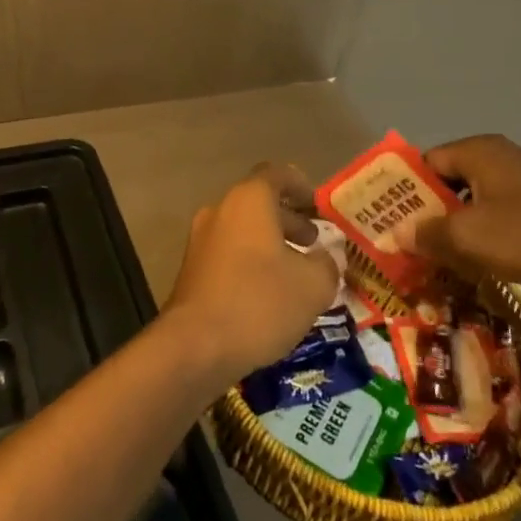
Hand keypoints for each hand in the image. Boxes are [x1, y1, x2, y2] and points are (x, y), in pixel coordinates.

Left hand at [162, 164, 338, 379]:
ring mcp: (202, 240)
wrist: (195, 346)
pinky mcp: (192, 269)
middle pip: (259, 203)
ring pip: (243, 230)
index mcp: (249, 200)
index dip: (301, 186)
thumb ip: (328, 265)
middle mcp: (221, 210)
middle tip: (314, 243)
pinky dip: (251, 262)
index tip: (319, 206)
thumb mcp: (313, 286)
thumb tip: (328, 259)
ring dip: (271, 243)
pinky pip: (229, 253)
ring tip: (297, 272)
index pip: (277, 174)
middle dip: (289, 220)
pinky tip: (269, 293)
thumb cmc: (259, 303)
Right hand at [403, 135, 520, 286]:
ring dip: (456, 222)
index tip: (393, 218)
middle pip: (449, 178)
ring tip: (441, 252)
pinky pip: (496, 207)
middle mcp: (497, 154)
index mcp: (476, 151)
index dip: (407, 190)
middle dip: (430, 210)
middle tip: (413, 239)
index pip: (426, 162)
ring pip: (473, 196)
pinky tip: (478, 254)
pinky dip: (482, 227)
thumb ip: (426, 233)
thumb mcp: (467, 237)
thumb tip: (395, 233)